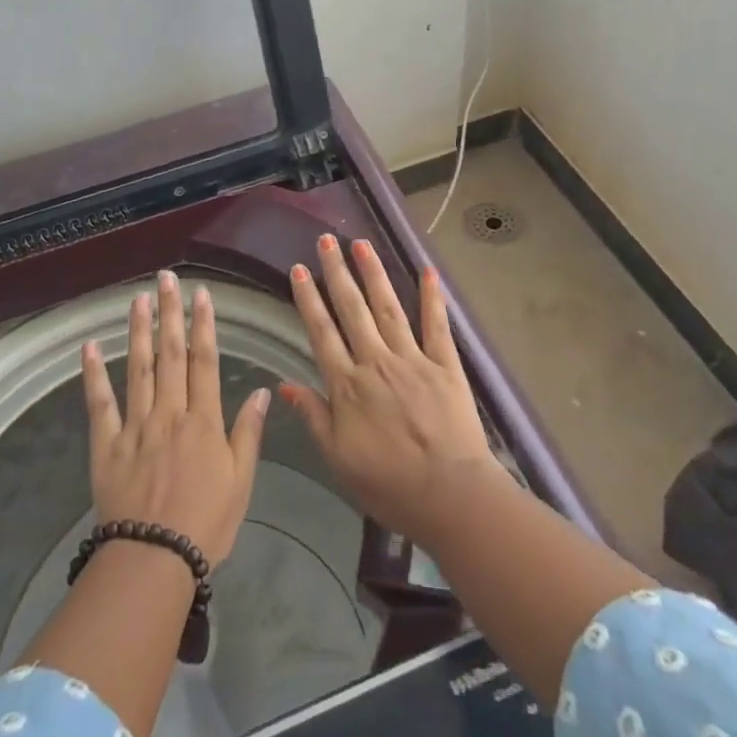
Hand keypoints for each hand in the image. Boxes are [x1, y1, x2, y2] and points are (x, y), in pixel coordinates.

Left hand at [81, 270, 269, 566]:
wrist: (154, 561)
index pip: (204, 361)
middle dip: (170, 313)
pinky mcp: (106, 445)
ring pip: (138, 368)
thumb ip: (249, 433)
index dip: (203, 325)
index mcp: (203, 421)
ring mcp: (135, 426)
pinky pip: (100, 404)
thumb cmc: (206, 524)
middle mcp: (169, 413)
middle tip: (167, 278)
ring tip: (138, 298)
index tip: (201, 294)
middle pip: (170, 354)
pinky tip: (90, 346)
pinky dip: (94, 374)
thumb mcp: (241, 482)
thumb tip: (263, 390)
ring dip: (138, 331)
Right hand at [282, 235, 507, 545]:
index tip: (299, 269)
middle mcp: (376, 361)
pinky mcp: (445, 365)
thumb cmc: (388, 484)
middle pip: (352, 309)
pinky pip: (437, 325)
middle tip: (327, 240)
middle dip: (337, 272)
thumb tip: (285, 384)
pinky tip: (428, 270)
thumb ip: (313, 416)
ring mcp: (413, 359)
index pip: (322, 332)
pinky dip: (432, 297)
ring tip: (362, 244)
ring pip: (388, 307)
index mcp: (347, 384)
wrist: (450, 496)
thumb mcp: (338, 458)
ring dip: (374, 273)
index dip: (308, 298)